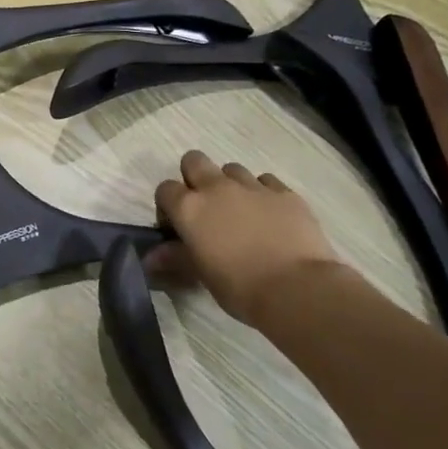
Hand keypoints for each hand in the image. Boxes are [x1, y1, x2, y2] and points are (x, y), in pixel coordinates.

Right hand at [148, 150, 345, 324]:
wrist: (297, 288)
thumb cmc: (239, 286)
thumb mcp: (201, 275)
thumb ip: (175, 258)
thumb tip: (150, 257)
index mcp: (190, 208)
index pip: (165, 189)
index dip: (168, 206)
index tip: (177, 228)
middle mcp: (217, 188)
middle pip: (194, 160)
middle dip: (194, 178)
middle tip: (204, 209)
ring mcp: (253, 186)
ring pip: (232, 169)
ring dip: (230, 185)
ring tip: (240, 213)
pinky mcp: (285, 192)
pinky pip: (266, 181)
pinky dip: (262, 193)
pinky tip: (269, 216)